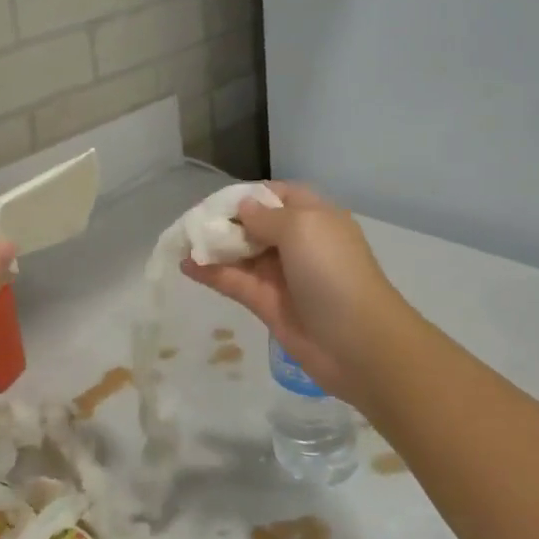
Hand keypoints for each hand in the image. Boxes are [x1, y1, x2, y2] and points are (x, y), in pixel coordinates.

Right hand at [181, 183, 404, 405]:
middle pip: (254, 225)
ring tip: (180, 241)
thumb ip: (265, 216)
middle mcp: (298, 243)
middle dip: (224, 221)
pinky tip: (186, 265)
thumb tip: (243, 208)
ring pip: (241, 254)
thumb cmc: (332, 272)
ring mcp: (282, 275)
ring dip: (213, 246)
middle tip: (190, 221)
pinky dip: (211, 273)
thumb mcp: (302, 228)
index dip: (249, 195)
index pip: (277, 195)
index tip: (217, 199)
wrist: (358, 343)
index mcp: (314, 218)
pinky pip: (234, 281)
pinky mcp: (268, 304)